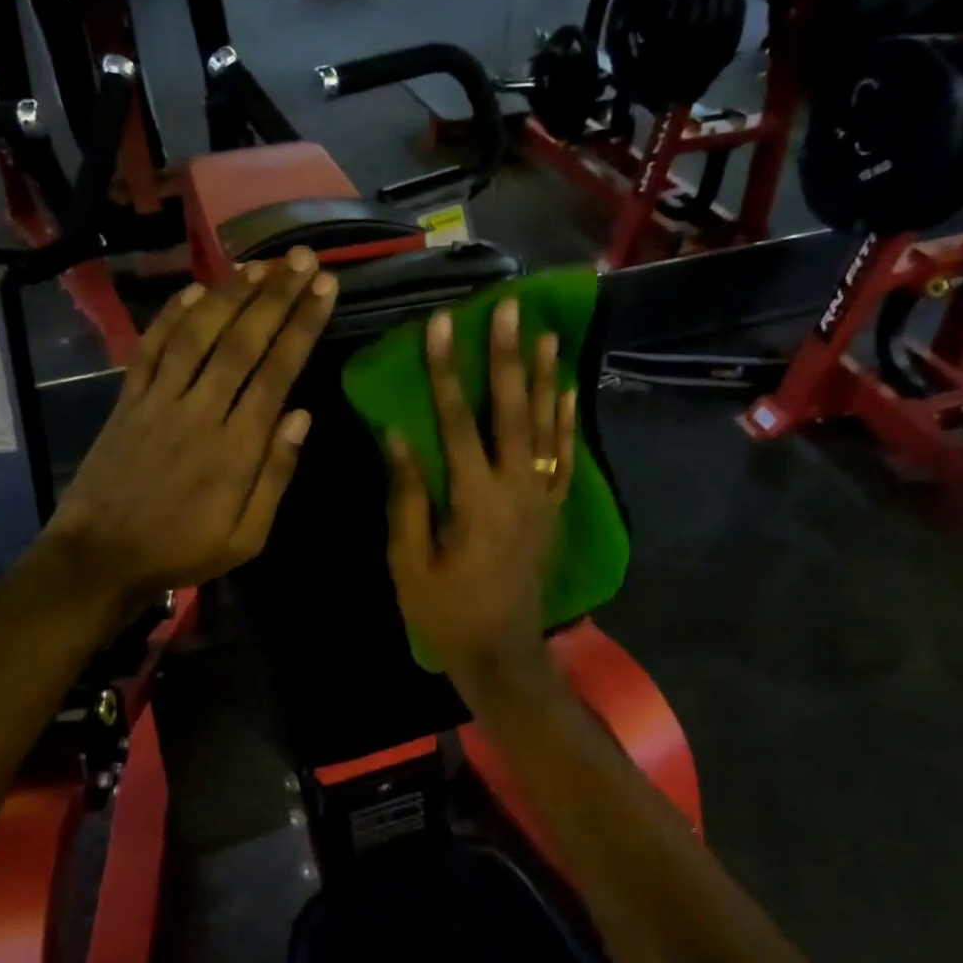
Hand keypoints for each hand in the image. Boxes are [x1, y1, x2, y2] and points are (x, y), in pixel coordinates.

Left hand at [33, 249, 337, 612]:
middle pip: (241, 341)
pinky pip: (150, 348)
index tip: (325, 288)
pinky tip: (195, 291)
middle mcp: (199, 412)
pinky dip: (172, 316)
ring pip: (197, 334)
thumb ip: (275, 475)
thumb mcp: (246, 537)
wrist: (100, 558)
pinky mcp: (127, 401)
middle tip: (303, 258)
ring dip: (230, 295)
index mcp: (235, 448)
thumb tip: (302, 416)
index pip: (277, 372)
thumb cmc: (181, 551)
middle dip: (276, 296)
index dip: (302, 325)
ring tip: (260, 265)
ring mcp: (158, 401)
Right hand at [387, 297, 575, 677]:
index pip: (457, 421)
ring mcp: (542, 498)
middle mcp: (516, 489)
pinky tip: (566, 390)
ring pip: (545, 426)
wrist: (501, 653)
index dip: (445, 371)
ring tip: (547, 333)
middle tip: (510, 308)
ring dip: (544, 378)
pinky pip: (564, 457)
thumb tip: (396, 435)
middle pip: (511, 411)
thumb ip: (406, 497)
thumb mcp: (409, 562)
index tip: (443, 323)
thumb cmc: (445, 612)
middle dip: (507, 357)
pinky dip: (566, 421)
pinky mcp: (553, 510)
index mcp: (474, 500)